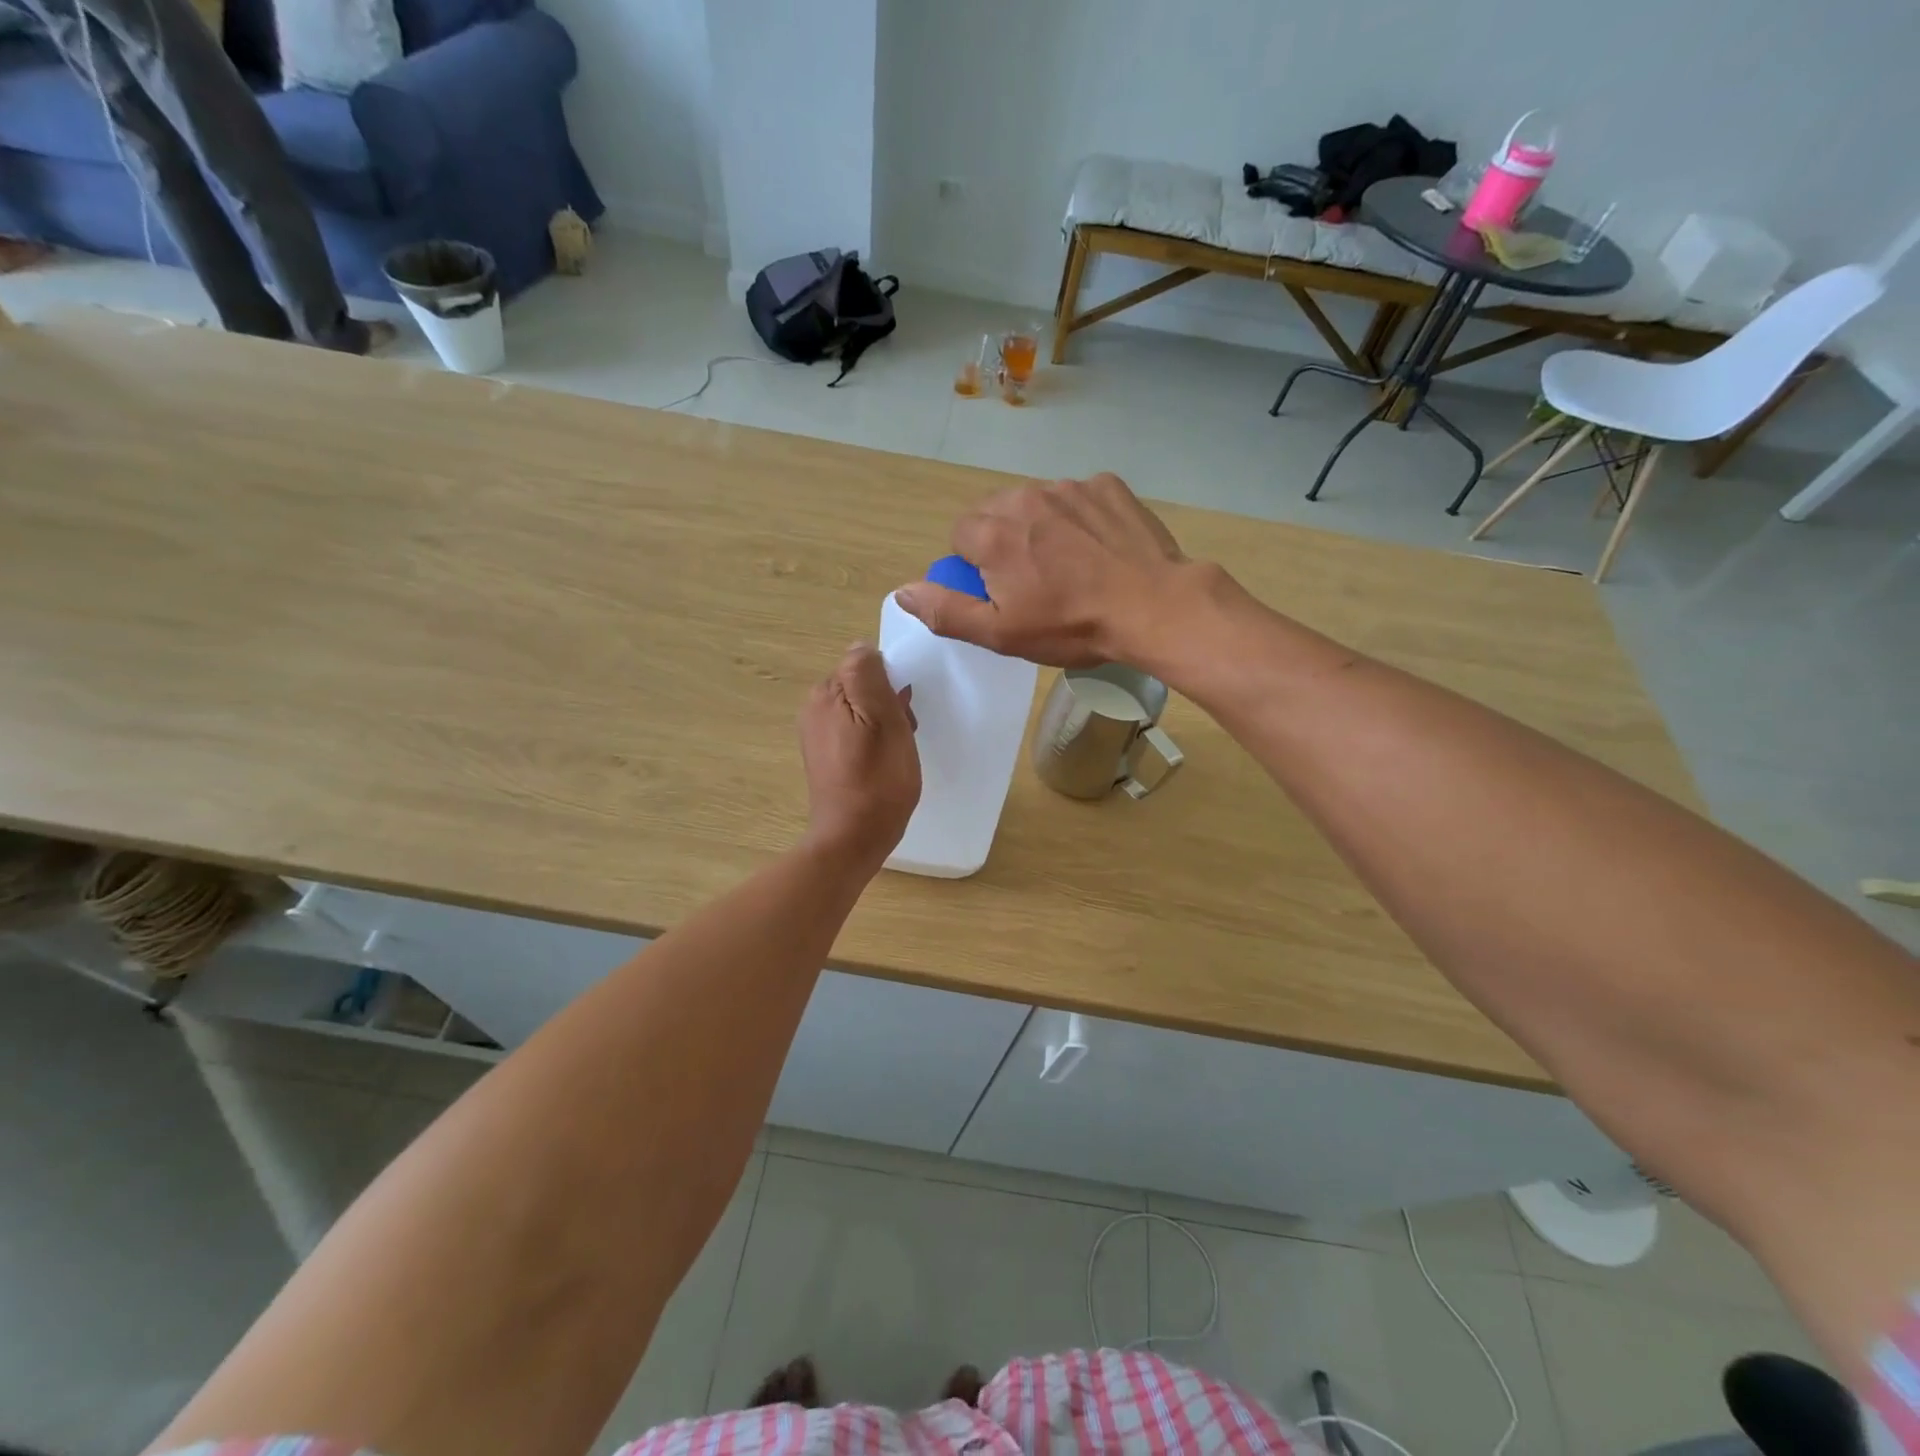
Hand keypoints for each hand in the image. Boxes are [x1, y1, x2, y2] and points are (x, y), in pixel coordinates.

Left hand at [798, 643, 920, 872]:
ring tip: (896, 752)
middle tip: (904, 735)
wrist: (853, 838)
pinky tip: (883, 763)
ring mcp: (817, 733)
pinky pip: (855, 731)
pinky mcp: (824, 755)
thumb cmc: (877, 780)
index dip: (892, 685)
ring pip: (862, 709)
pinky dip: (873, 740)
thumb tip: (862, 646)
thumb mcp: (883, 720)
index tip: (904, 713)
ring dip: (884, 723)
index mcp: (826, 693)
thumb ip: (869, 676)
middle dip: (888, 704)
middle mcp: (814, 707)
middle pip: (863, 686)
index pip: (866, 665)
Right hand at [893, 473, 1199, 667]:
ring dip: (1042, 528)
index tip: (1003, 592)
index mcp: (992, 532)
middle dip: (1005, 543)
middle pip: (996, 514)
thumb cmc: (1071, 626)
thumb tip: (903, 590)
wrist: (1153, 606)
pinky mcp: (1107, 485)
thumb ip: (946, 610)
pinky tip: (1099, 549)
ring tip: (1071, 566)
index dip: (976, 567)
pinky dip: (1081, 518)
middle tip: (1035, 582)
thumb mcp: (1001, 634)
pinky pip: (1079, 497)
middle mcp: (1024, 496)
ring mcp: (1070, 486)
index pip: (961, 536)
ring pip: (1037, 503)